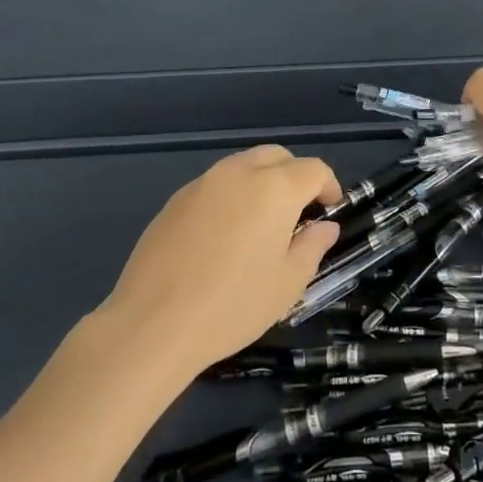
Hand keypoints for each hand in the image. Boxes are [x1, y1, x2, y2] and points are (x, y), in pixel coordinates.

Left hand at [98, 146, 340, 376]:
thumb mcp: (288, 283)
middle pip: (277, 156)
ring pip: (244, 165)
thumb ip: (312, 246)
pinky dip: (231, 196)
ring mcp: (203, 182)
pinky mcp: (176, 199)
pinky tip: (223, 236)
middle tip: (298, 213)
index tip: (329, 211)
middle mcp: (240, 172)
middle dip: (294, 176)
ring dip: (262, 182)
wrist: (153, 324)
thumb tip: (324, 227)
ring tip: (261, 223)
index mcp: (275, 188)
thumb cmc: (233, 305)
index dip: (328, 186)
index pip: (313, 169)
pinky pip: (215, 184)